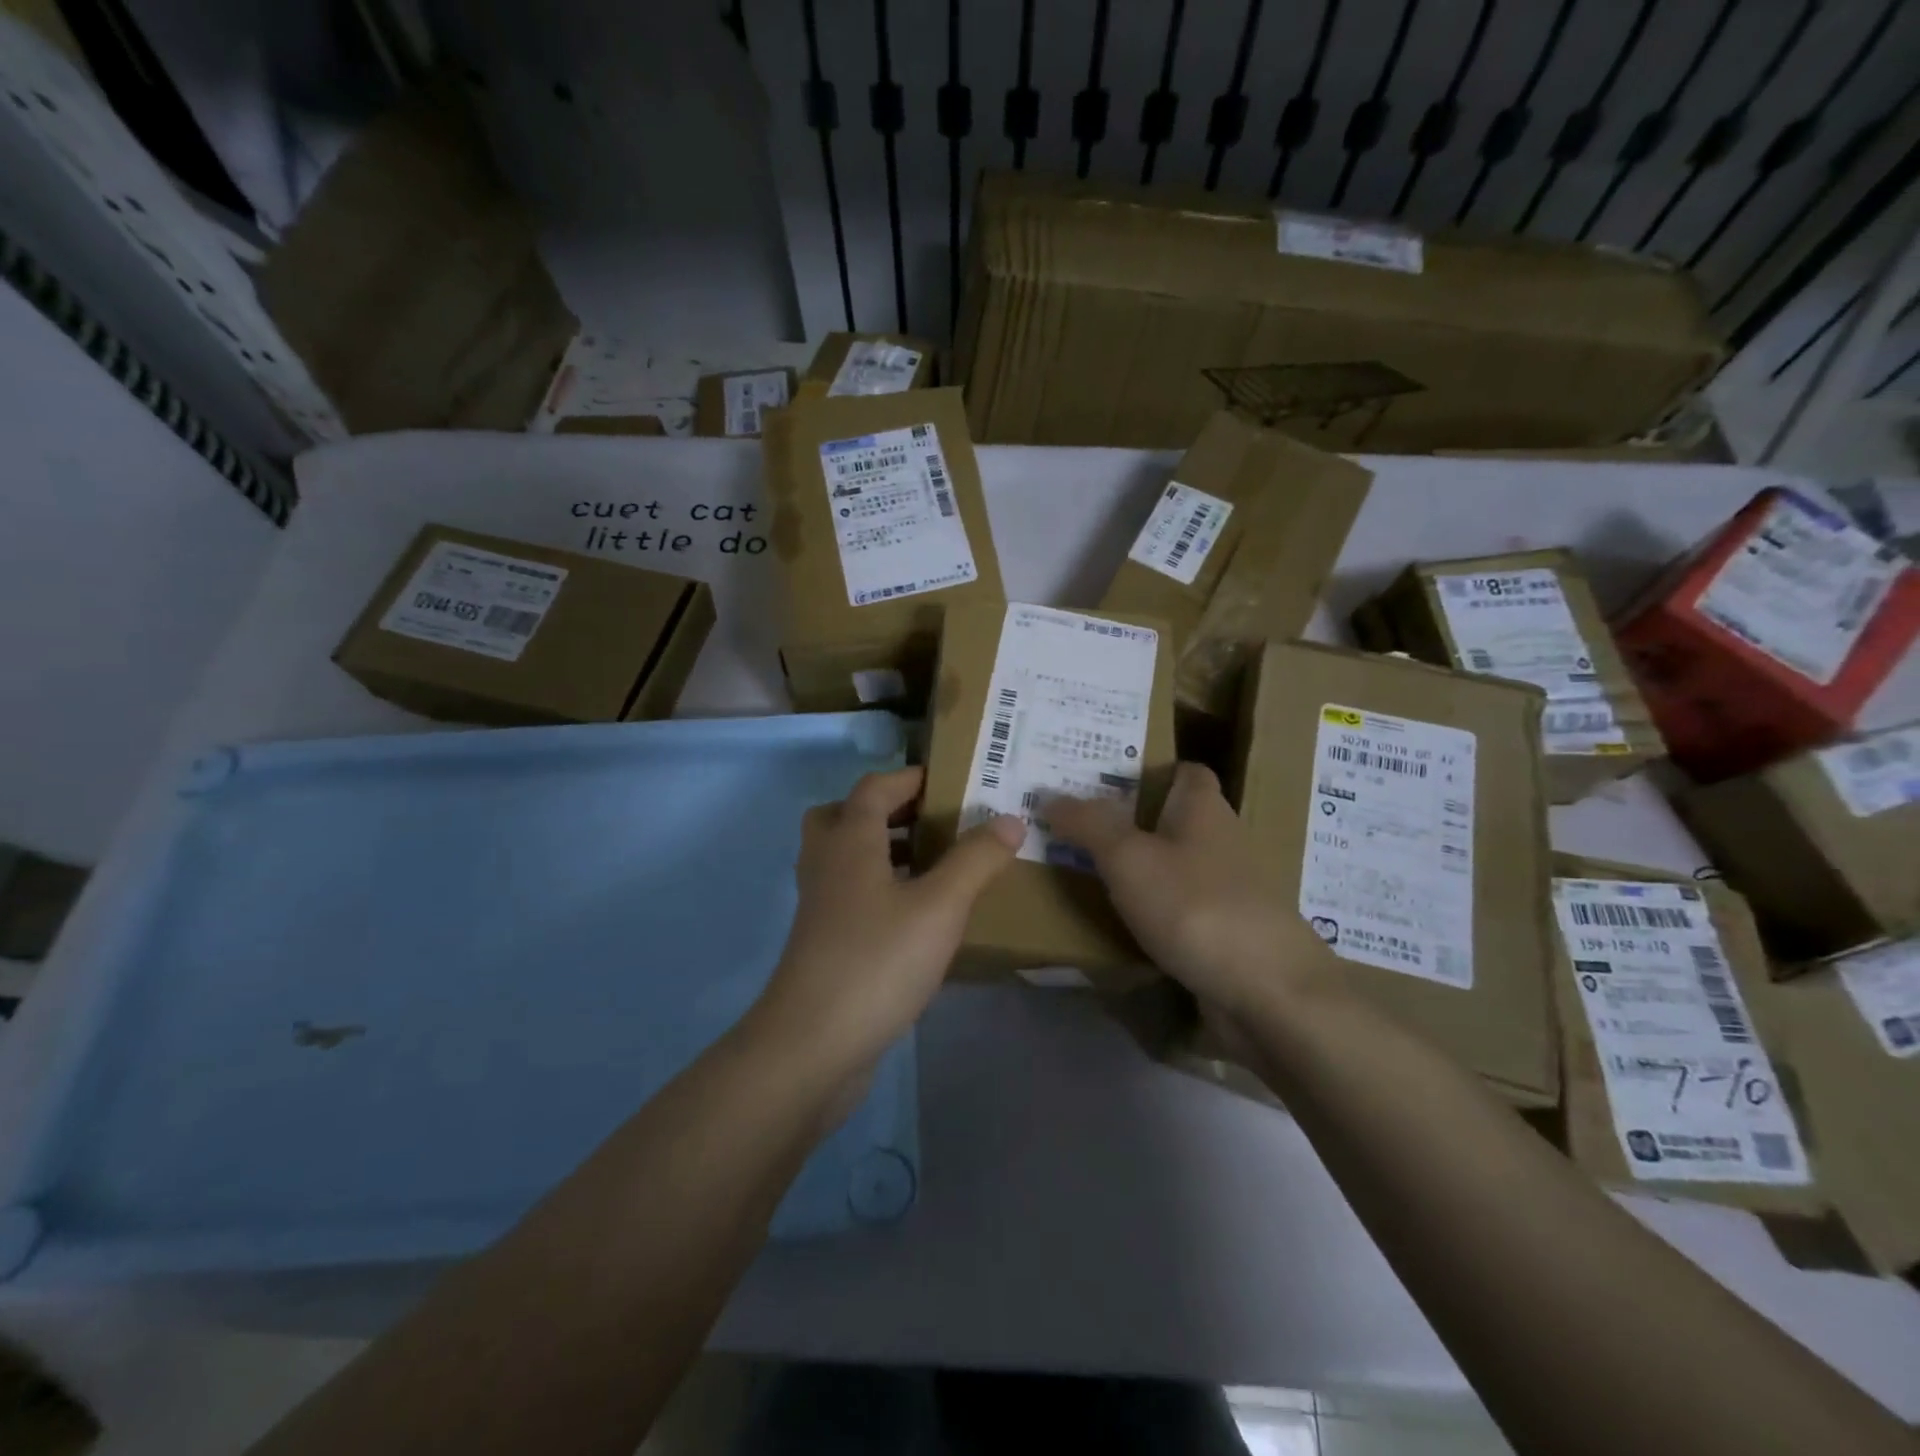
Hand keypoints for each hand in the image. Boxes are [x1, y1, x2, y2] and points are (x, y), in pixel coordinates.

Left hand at [753, 767, 1023, 1074]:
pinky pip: (850, 896)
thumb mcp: (940, 906)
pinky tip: (917, 916)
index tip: (948, 780)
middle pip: (843, 818)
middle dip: (884, 812)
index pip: (874, 788)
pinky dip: (879, 890)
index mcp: (850, 842)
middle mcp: (827, 865)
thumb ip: (976, 860)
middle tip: (928, 821)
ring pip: (845, 859)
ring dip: (882, 851)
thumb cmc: (877, 960)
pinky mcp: (823, 944)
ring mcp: (820, 907)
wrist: (813, 1045)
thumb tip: (1010, 819)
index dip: (908, 778)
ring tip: (931, 864)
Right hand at [1046, 763, 1333, 1019]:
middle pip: (1173, 819)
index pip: (1184, 771)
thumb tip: (1051, 796)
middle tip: (1074, 824)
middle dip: (1129, 820)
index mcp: (1204, 809)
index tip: (1100, 777)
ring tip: (1085, 869)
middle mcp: (1221, 842)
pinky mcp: (1225, 934)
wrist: (1268, 994)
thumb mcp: (1128, 857)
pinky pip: (1179, 909)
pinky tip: (1119, 922)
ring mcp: (1227, 891)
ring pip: (1174, 866)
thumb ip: (1089, 824)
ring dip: (1138, 867)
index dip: (1147, 768)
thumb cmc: (1195, 906)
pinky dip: (1152, 910)